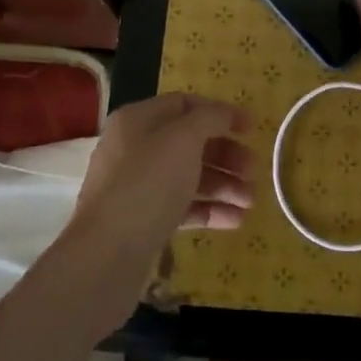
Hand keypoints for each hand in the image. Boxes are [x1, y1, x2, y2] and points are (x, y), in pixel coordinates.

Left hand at [70, 94, 254, 259]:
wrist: (106, 256)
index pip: (185, 104)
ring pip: (188, 177)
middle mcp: (135, 148)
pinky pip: (182, 207)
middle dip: (226, 155)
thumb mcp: (183, 140)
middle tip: (254, 171)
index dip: (221, 113)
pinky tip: (235, 221)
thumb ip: (210, 119)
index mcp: (138, 120)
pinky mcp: (143, 221)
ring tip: (251, 202)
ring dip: (223, 186)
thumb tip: (225, 113)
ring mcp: (137, 187)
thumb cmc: (148, 184)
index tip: (252, 129)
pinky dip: (209, 210)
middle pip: (190, 143)